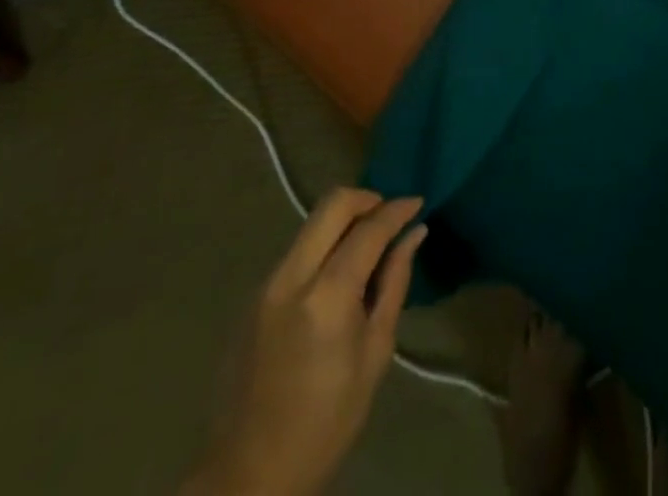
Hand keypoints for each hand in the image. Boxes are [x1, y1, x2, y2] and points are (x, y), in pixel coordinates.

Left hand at [191, 189, 425, 495]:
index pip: (368, 229)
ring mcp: (268, 282)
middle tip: (390, 216)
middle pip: (332, 203)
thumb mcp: (374, 355)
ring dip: (344, 221)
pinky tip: (339, 274)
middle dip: (367, 199)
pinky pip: (298, 249)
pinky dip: (324, 245)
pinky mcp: (255, 294)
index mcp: (327, 296)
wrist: (249, 474)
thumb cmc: (326, 424)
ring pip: (312, 223)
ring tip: (369, 245)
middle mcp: (293, 276)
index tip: (418, 203)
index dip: (397, 209)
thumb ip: (394, 284)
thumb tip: (414, 234)